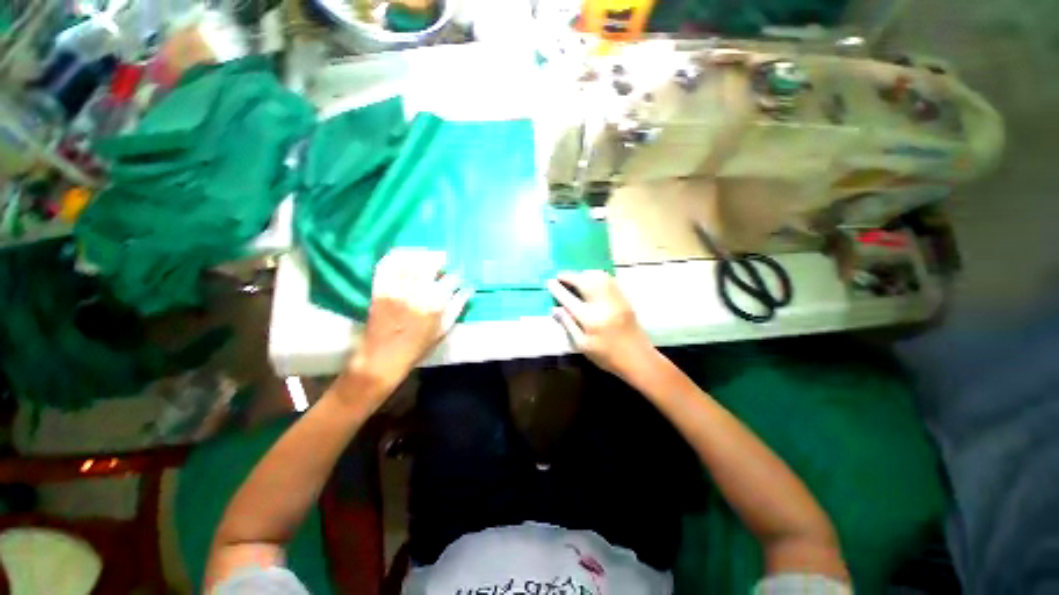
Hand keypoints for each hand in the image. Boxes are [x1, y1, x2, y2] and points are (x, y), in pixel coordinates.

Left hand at [349, 249, 472, 392]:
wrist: (382, 357)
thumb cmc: (418, 346)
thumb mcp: (444, 329)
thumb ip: (457, 306)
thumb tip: (468, 289)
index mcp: (434, 303)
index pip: (451, 279)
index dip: (457, 276)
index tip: (459, 276)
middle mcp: (416, 291)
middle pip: (430, 264)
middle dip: (440, 259)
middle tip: (444, 262)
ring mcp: (395, 288)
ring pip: (410, 261)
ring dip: (421, 255)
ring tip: (428, 258)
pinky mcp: (379, 288)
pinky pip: (387, 265)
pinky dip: (396, 256)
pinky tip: (405, 256)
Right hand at [548, 271, 658, 378]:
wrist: (638, 359)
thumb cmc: (607, 356)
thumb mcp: (582, 345)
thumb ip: (568, 325)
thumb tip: (555, 309)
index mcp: (590, 320)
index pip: (569, 299)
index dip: (558, 289)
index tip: (550, 282)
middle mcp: (603, 305)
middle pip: (585, 282)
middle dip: (570, 276)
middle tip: (560, 276)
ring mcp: (616, 300)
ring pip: (598, 277)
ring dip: (584, 274)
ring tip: (575, 278)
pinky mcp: (624, 299)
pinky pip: (609, 280)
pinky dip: (597, 276)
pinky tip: (591, 281)